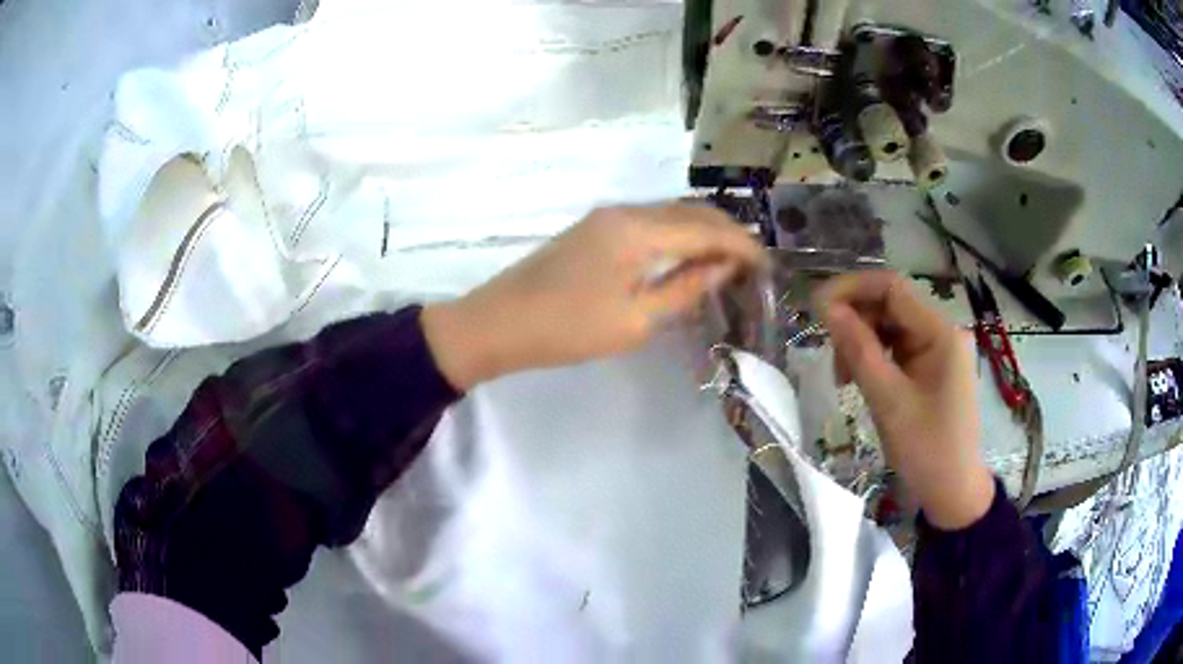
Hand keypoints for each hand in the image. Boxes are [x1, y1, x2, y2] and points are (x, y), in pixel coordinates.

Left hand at [422, 204, 765, 390]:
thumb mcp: (636, 319)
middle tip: (753, 263)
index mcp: (638, 230)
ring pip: (671, 212)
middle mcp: (626, 210)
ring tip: (729, 261)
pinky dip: (678, 233)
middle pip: (691, 210)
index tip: (768, 267)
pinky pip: (650, 221)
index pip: (707, 229)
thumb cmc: (568, 329)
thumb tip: (725, 267)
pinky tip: (688, 255)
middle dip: (728, 233)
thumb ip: (685, 287)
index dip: (743, 246)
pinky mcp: (595, 227)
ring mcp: (607, 215)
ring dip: (703, 231)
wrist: (498, 323)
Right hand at [814, 271, 993, 529]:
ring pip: (890, 327)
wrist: (953, 492)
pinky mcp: (931, 368)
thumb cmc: (926, 449)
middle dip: (855, 321)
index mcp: (941, 333)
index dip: (851, 289)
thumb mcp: (889, 401)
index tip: (815, 308)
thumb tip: (826, 309)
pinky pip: (896, 348)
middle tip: (829, 355)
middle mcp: (942, 332)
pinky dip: (874, 358)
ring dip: (861, 342)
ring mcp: (938, 350)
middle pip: (890, 305)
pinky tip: (858, 379)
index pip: (892, 288)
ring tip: (842, 376)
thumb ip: (859, 351)